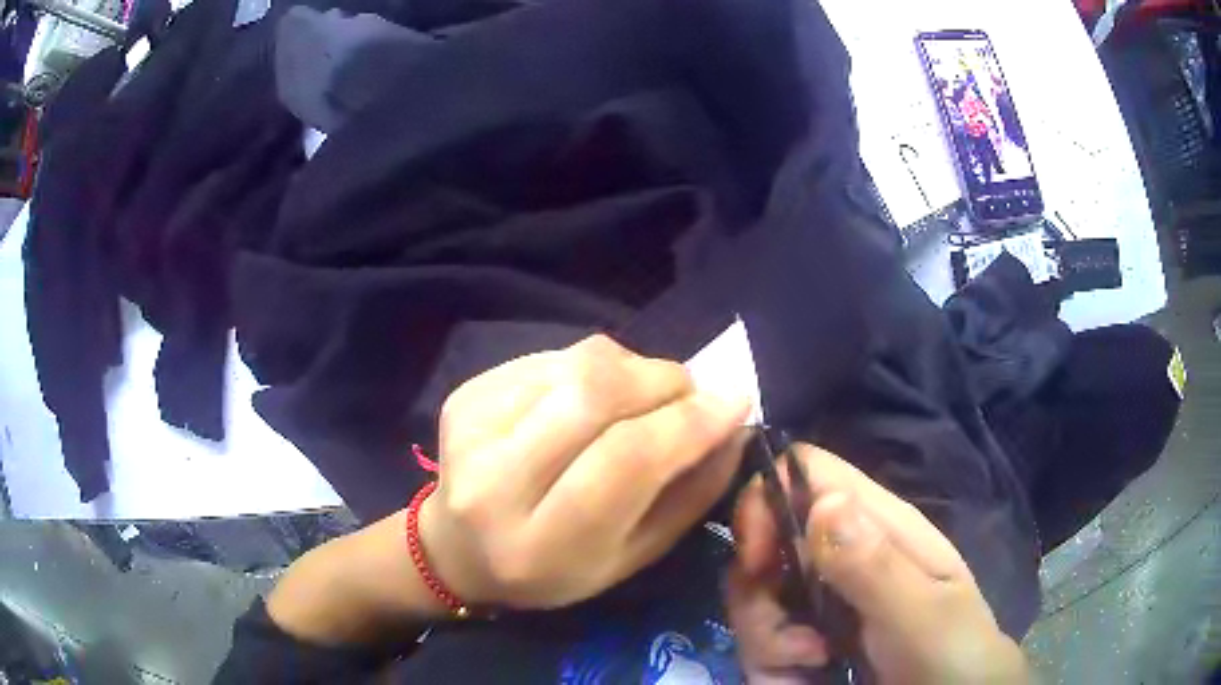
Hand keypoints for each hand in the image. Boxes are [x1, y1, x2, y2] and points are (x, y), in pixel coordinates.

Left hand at [418, 334, 751, 609]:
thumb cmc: (554, 569)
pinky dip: (594, 366)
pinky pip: (552, 357)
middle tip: (692, 393)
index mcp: (541, 543)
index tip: (735, 401)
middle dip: (664, 381)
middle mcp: (494, 482)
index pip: (626, 461)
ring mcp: (471, 429)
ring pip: (577, 365)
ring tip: (647, 395)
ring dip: (633, 368)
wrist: (458, 549)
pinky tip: (594, 397)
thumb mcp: (631, 558)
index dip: (689, 422)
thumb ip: (688, 496)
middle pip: (596, 396)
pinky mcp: (465, 395)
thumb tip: (733, 425)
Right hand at [725, 444, 1028, 683]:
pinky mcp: (805, 634)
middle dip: (758, 589)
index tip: (756, 559)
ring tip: (814, 662)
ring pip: (753, 595)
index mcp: (877, 524)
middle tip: (792, 633)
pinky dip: (771, 662)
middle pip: (762, 540)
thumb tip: (823, 502)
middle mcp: (839, 552)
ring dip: (767, 636)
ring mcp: (820, 596)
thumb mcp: (923, 613)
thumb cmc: (951, 651)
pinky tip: (806, 676)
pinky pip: (759, 638)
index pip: (804, 471)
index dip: (765, 498)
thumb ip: (877, 565)